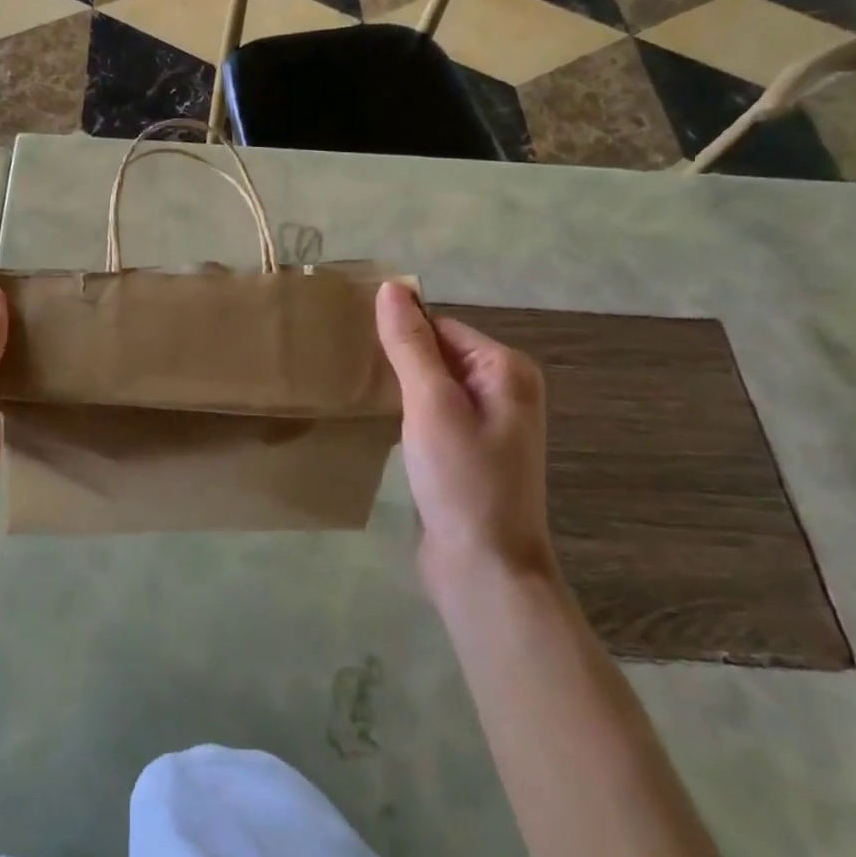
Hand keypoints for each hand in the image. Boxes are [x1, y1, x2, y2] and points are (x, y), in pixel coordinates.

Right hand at [375, 281, 554, 585]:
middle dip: (398, 358)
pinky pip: (432, 413)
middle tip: (350, 366)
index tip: (355, 342)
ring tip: (358, 388)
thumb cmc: (462, 479)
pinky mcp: (469, 451)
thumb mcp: (431, 404)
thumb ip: (410, 344)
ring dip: (399, 386)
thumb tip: (391, 287)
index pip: (440, 326)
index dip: (400, 332)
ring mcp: (489, 424)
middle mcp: (504, 390)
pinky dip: (407, 412)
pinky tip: (381, 422)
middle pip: (437, 352)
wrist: (484, 570)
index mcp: (505, 370)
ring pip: (432, 384)